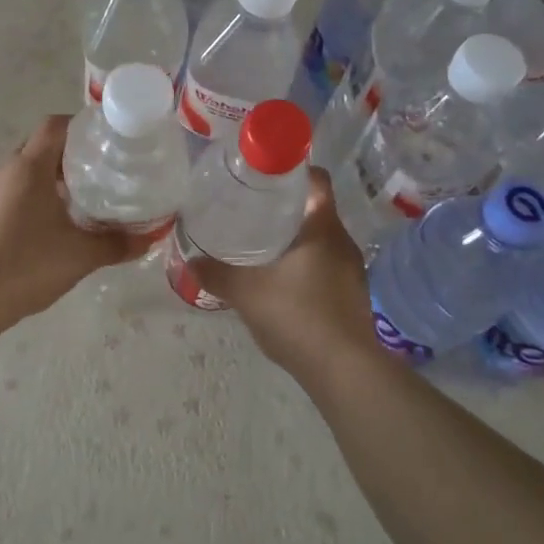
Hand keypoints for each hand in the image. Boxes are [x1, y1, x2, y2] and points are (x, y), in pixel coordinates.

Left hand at [0, 115, 148, 324]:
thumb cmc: (28, 264)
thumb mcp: (81, 255)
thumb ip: (117, 244)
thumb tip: (149, 238)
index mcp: (29, 168)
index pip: (54, 127)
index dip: (79, 126)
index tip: (102, 141)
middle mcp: (2, 172)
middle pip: (37, 149)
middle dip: (65, 158)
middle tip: (95, 176)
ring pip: (19, 175)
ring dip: (44, 183)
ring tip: (72, 206)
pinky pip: (4, 198)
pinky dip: (25, 203)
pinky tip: (40, 233)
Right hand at [190, 170, 380, 372]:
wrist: (344, 370)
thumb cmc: (297, 316)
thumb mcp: (247, 293)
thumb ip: (217, 274)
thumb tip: (190, 261)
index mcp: (323, 228)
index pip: (316, 180)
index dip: (293, 172)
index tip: (264, 176)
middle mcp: (343, 242)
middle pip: (316, 210)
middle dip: (286, 209)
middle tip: (251, 211)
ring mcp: (352, 271)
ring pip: (321, 241)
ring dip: (295, 240)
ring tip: (262, 246)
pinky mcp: (353, 296)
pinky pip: (326, 266)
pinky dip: (305, 266)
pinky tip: (281, 283)